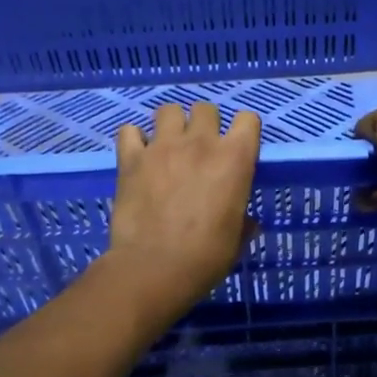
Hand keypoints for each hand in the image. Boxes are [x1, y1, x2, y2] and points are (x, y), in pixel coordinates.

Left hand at [104, 101, 261, 319]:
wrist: (155, 268)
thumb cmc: (206, 256)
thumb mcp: (236, 239)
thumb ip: (242, 221)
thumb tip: (247, 222)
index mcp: (234, 159)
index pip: (248, 119)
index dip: (244, 131)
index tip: (238, 147)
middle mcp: (200, 142)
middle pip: (205, 109)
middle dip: (204, 124)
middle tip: (199, 149)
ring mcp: (162, 146)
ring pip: (168, 111)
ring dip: (170, 125)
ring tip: (168, 146)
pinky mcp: (131, 158)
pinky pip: (129, 131)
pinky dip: (134, 140)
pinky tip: (138, 156)